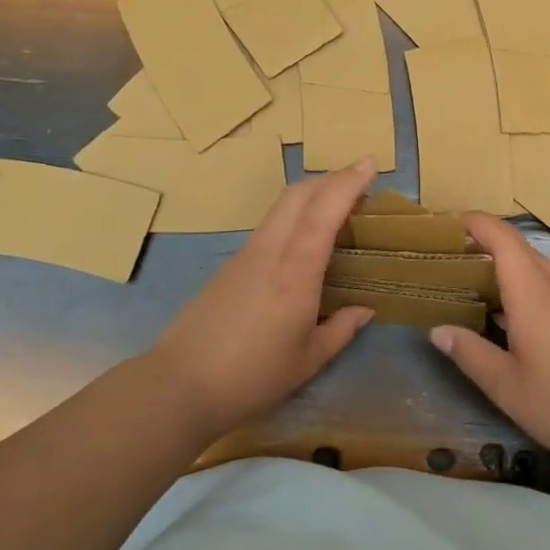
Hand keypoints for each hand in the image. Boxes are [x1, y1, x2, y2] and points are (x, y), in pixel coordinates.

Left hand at [149, 158, 377, 435]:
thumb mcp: (307, 361)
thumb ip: (340, 330)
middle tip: (359, 178)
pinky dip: (294, 215)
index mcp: (295, 274)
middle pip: (298, 194)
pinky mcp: (230, 265)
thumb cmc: (252, 377)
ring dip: (311, 193)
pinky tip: (304, 237)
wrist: (179, 385)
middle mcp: (269, 252)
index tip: (370, 164)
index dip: (348, 183)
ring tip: (337, 203)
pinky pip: (269, 225)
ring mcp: (245, 255)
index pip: (323, 212)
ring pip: (280, 206)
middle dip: (331, 178)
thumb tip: (364, 310)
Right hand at [430, 213, 549, 469]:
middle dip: (482, 244)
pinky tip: (508, 315)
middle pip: (517, 247)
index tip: (445, 225)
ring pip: (534, 265)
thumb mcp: (507, 387)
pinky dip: (522, 284)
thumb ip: (470, 353)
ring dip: (503, 267)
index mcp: (533, 292)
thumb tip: (438, 330)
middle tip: (447, 260)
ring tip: (471, 286)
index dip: (474, 222)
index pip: (502, 237)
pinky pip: (548, 283)